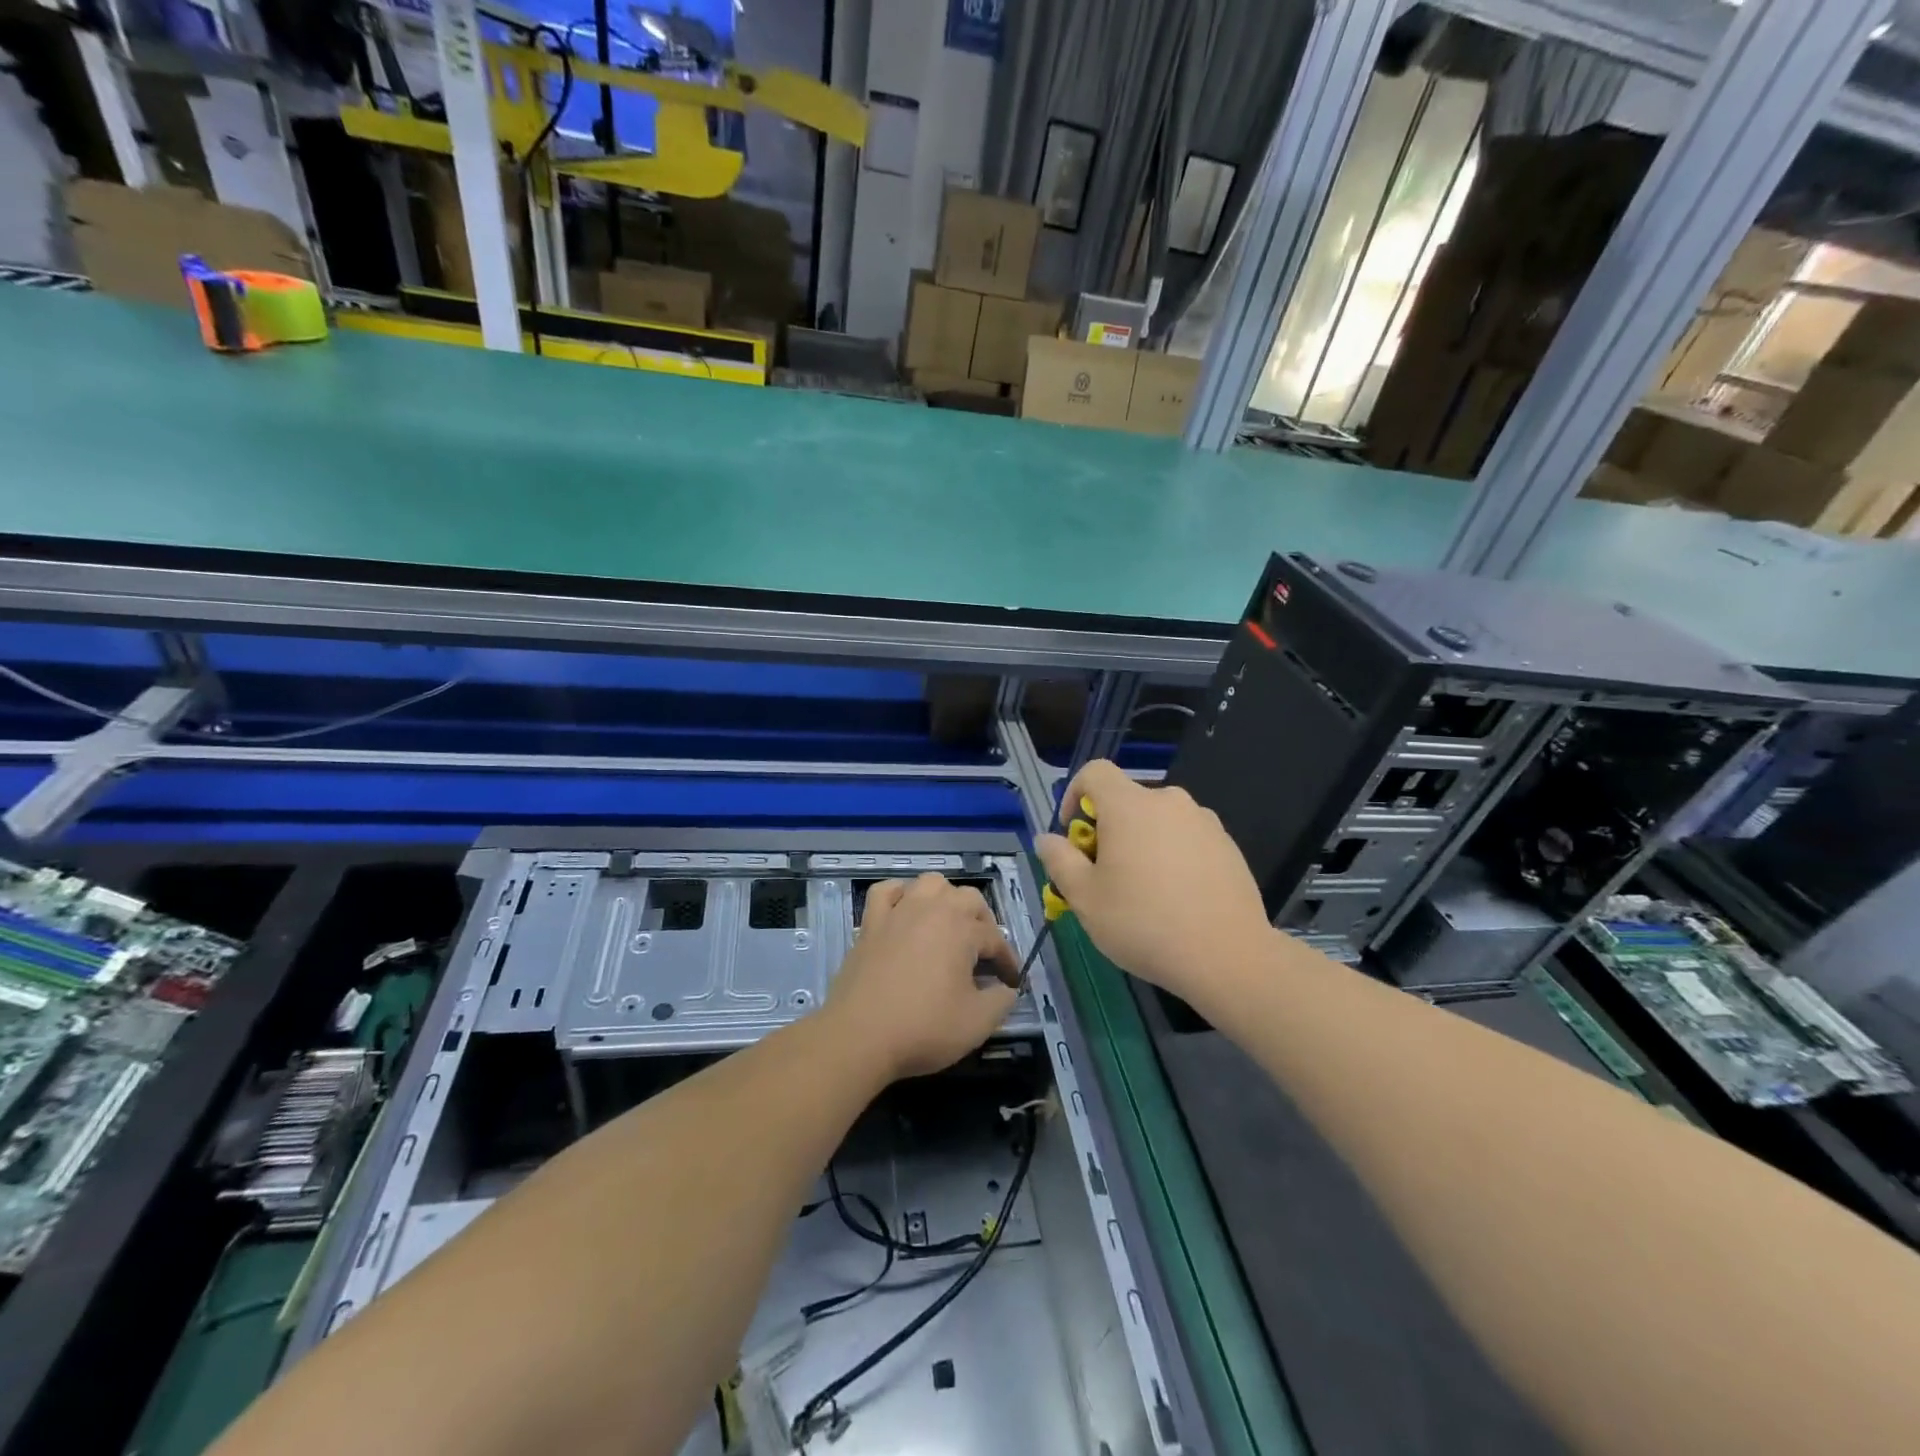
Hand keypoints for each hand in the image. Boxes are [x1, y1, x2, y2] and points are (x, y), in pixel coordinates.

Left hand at [825, 874, 1018, 1080]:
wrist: (859, 1036)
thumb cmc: (923, 1028)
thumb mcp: (977, 1023)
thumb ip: (1002, 1001)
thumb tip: (1007, 989)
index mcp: (961, 929)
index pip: (995, 939)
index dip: (1007, 961)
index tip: (1012, 982)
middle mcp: (932, 909)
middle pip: (968, 899)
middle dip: (983, 922)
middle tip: (984, 954)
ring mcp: (898, 912)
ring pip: (930, 883)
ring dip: (946, 898)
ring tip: (949, 925)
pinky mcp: (870, 923)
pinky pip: (886, 891)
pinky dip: (900, 894)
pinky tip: (905, 910)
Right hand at [1036, 759, 1268, 1000]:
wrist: (1227, 956)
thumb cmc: (1143, 923)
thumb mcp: (1084, 898)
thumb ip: (1059, 860)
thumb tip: (1047, 839)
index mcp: (1130, 805)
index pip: (1094, 772)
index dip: (1075, 794)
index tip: (1073, 833)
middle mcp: (1169, 802)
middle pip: (1127, 801)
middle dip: (1108, 829)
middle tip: (1104, 875)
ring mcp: (1204, 822)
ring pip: (1158, 822)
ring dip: (1142, 843)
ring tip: (1143, 892)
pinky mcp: (1228, 846)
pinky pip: (1187, 839)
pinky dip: (1173, 857)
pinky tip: (1176, 899)